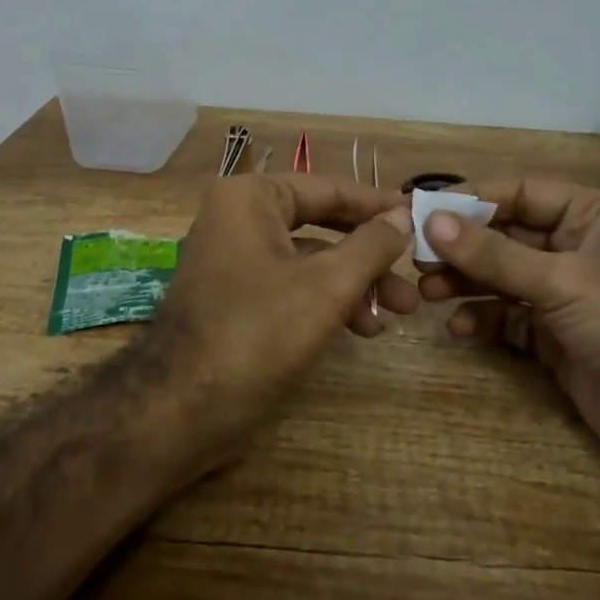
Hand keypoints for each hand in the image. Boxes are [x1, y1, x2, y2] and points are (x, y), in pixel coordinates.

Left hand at [152, 173, 416, 468]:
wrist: (181, 411)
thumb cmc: (258, 333)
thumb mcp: (328, 285)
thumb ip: (371, 244)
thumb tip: (402, 214)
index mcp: (250, 198)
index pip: (327, 188)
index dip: (376, 204)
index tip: (418, 216)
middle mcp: (237, 219)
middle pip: (321, 225)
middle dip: (370, 254)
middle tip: (412, 274)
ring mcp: (233, 260)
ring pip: (309, 260)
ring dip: (355, 283)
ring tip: (396, 313)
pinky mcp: (236, 299)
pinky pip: (291, 286)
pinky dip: (327, 301)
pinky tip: (362, 329)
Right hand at [417, 180, 599, 478]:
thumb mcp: (563, 281)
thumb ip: (495, 254)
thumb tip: (432, 221)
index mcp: (592, 215)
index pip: (520, 193)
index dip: (470, 200)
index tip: (420, 209)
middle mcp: (577, 247)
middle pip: (506, 235)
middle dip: (462, 246)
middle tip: (415, 256)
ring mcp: (566, 294)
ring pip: (502, 277)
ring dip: (466, 282)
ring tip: (428, 291)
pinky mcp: (557, 336)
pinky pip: (509, 318)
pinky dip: (484, 320)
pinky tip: (460, 329)